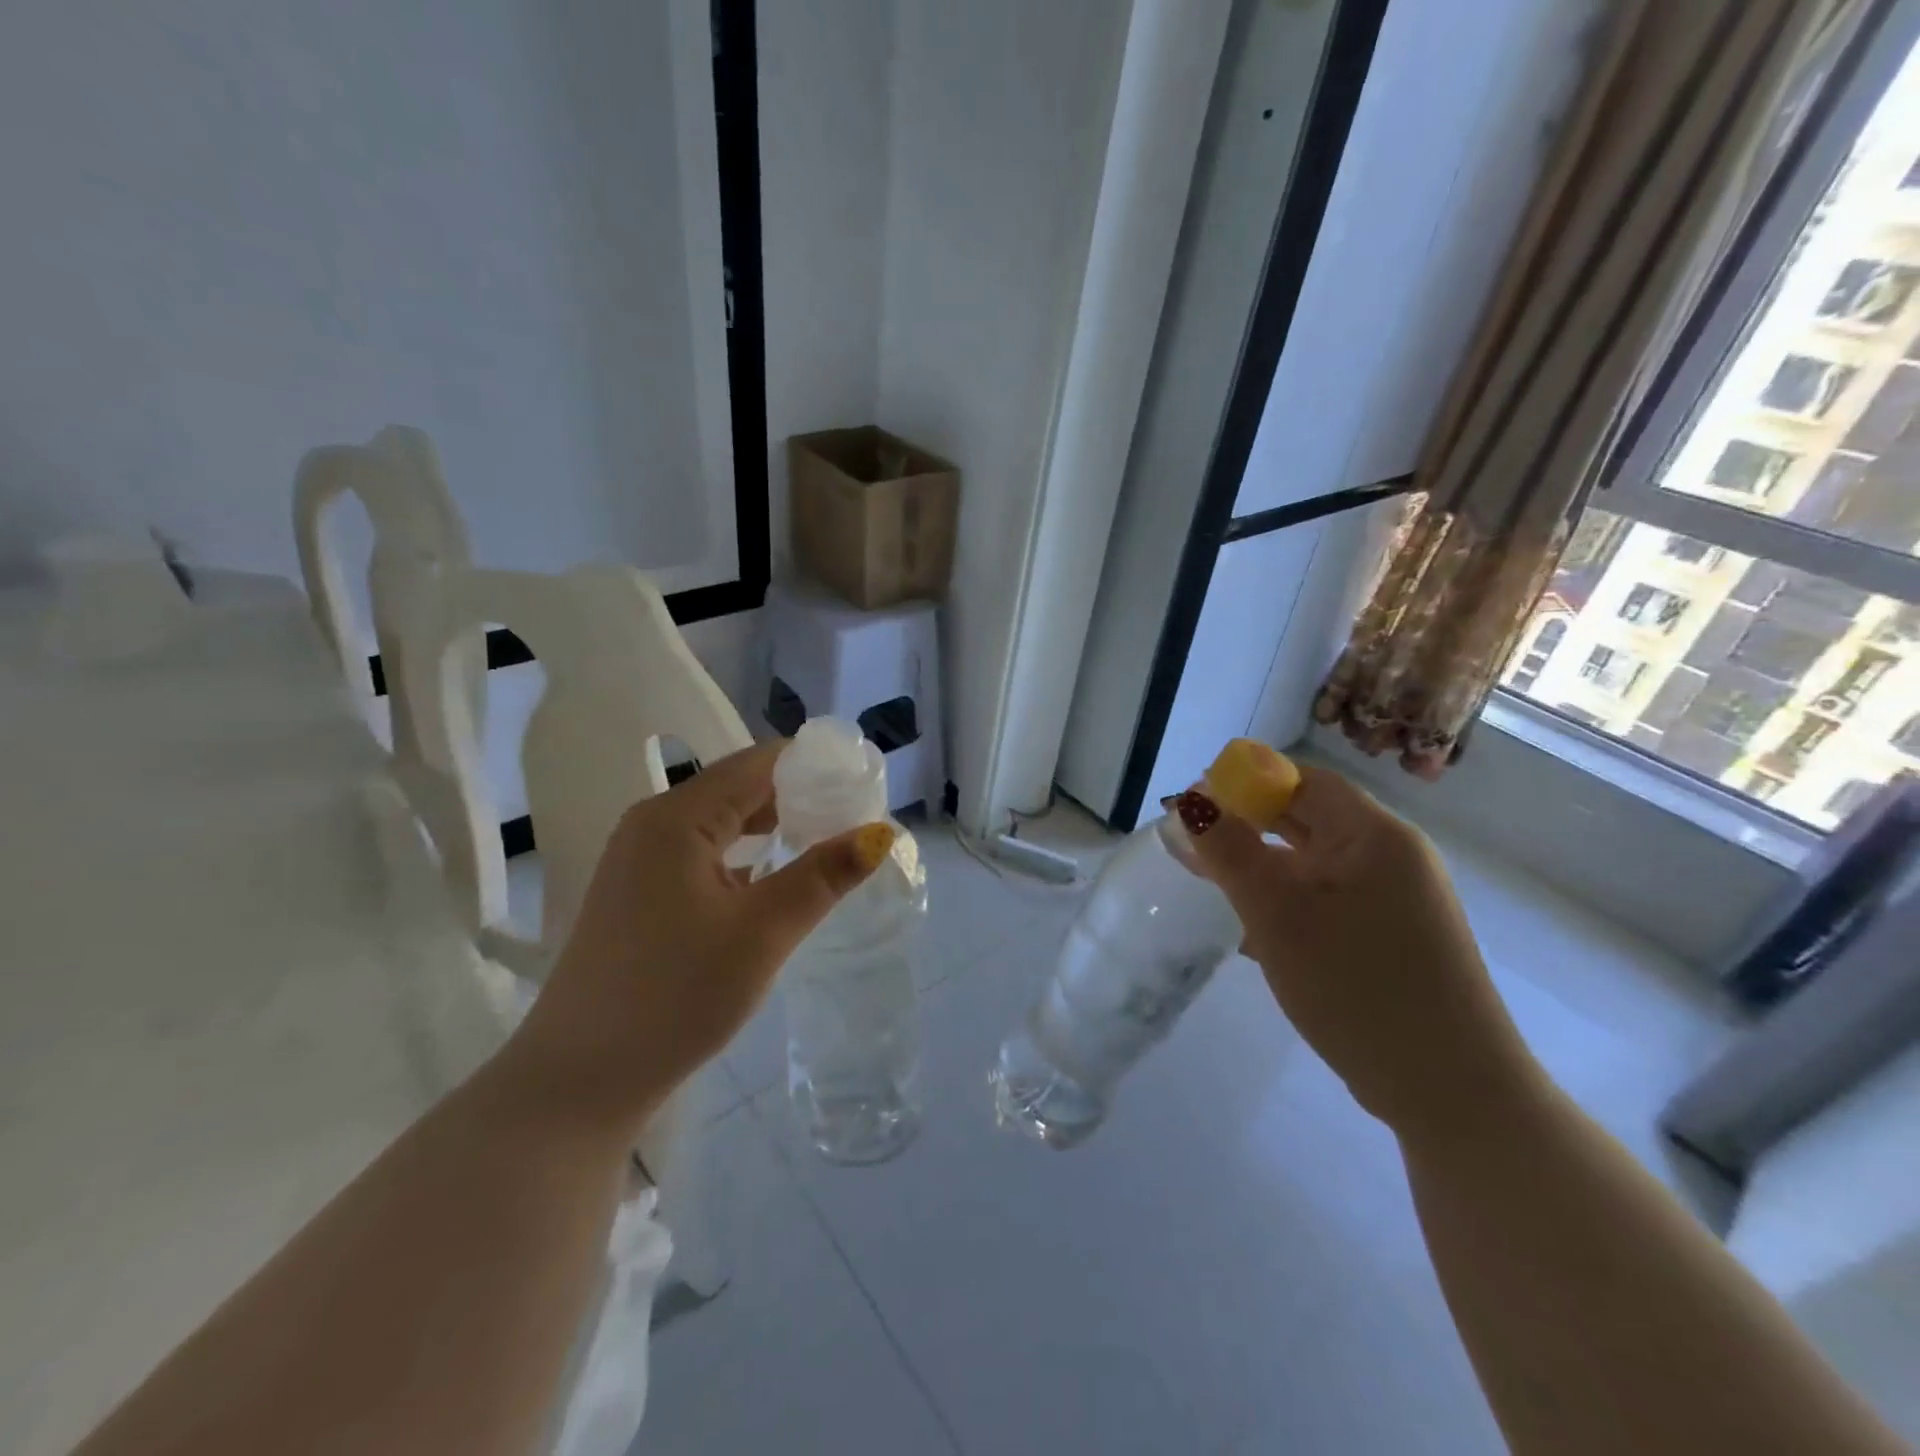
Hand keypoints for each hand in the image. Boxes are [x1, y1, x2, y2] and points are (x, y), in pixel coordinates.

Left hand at [499, 740, 893, 1136]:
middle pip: (739, 788)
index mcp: (677, 817)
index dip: (814, 766)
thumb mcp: (763, 932)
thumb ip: (824, 874)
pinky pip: (702, 855)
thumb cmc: (675, 996)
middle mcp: (652, 824)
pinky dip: (743, 857)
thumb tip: (881, 832)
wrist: (578, 1081)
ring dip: (772, 827)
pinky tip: (773, 881)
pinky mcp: (638, 895)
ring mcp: (639, 861)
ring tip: (825, 844)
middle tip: (854, 818)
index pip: (759, 763)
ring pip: (720, 823)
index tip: (863, 784)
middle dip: (798, 797)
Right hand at [1184, 762, 1542, 1139]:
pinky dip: (1286, 897)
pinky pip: (1327, 897)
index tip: (1194, 805)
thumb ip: (1230, 852)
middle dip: (1246, 823)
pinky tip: (1252, 925)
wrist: (1450, 1092)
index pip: (1302, 780)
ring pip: (1314, 860)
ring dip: (1262, 863)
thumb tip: (1191, 801)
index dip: (1244, 782)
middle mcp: (1392, 856)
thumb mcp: (1278, 914)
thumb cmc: (1357, 988)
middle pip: (1308, 816)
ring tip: (1210, 880)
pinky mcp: (1391, 937)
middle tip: (1191, 842)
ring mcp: (1396, 899)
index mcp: (1374, 835)